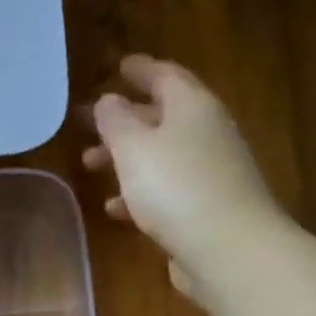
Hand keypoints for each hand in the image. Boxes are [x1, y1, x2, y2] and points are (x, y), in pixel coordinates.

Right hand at [82, 55, 283, 302]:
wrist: (228, 248)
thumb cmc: (175, 188)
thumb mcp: (133, 148)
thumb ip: (115, 121)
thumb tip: (109, 100)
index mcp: (192, 106)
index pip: (165, 76)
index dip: (140, 70)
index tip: (119, 66)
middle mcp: (206, 132)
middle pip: (161, 117)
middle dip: (123, 119)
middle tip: (88, 125)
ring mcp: (209, 172)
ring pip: (160, 155)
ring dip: (125, 158)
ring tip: (91, 167)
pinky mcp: (206, 208)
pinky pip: (166, 189)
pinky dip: (139, 192)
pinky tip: (115, 208)